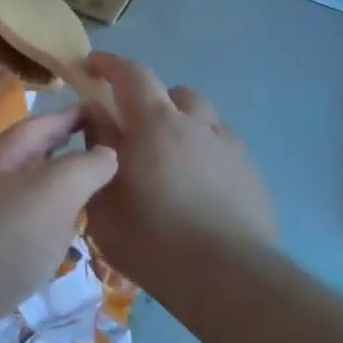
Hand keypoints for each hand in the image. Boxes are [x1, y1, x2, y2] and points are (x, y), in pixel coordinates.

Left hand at [0, 107, 117, 342]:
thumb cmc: (0, 238)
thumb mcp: (50, 193)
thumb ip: (82, 168)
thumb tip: (107, 151)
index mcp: (3, 159)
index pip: (40, 125)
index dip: (71, 115)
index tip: (104, 107)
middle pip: (31, 159)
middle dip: (66, 151)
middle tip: (108, 154)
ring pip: (28, 195)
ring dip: (58, 191)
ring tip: (95, 196)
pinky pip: (23, 229)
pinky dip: (47, 226)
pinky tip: (63, 241)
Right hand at [81, 53, 275, 285]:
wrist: (227, 278)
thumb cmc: (151, 237)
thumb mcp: (103, 198)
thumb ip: (96, 149)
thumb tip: (95, 119)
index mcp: (154, 124)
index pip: (132, 75)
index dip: (109, 64)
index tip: (91, 65)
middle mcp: (196, 125)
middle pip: (173, 93)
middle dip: (149, 100)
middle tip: (131, 127)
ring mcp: (229, 148)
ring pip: (203, 118)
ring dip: (181, 124)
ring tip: (166, 156)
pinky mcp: (251, 174)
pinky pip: (222, 146)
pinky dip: (202, 151)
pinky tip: (194, 184)